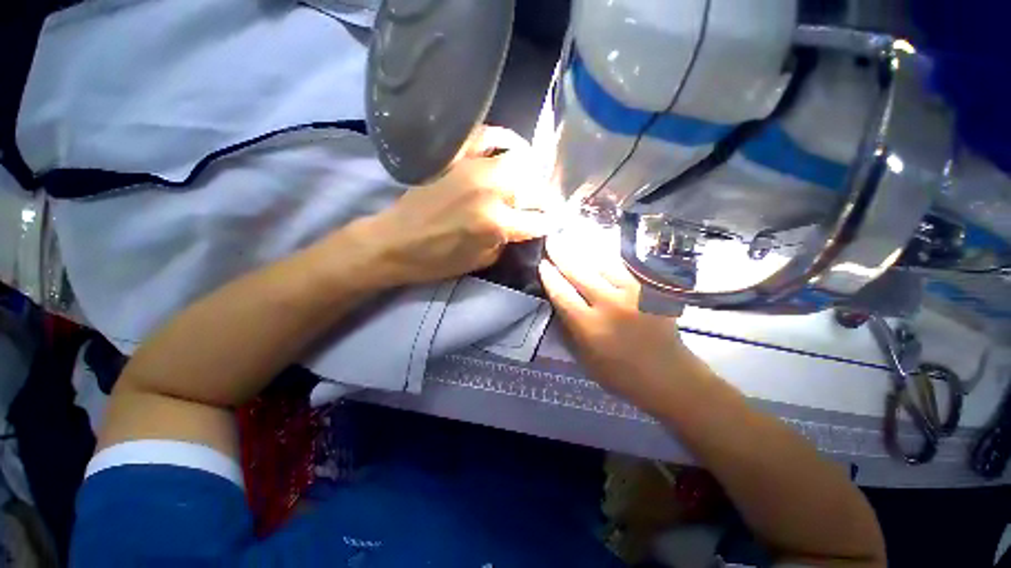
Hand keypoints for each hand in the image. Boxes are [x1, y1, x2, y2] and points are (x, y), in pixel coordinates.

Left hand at [363, 127, 554, 285]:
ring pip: (518, 160)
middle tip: (539, 206)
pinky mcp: (456, 157)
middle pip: (534, 187)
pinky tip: (508, 148)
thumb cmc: (438, 260)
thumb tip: (524, 226)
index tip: (553, 223)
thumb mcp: (482, 261)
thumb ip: (508, 241)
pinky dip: (502, 139)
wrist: (395, 243)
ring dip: (529, 173)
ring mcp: (473, 168)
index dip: (550, 223)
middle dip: (542, 199)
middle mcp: (491, 190)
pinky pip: (486, 136)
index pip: (539, 219)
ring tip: (528, 182)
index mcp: (496, 223)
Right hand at [538, 229, 711, 410]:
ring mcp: (634, 294)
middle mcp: (610, 306)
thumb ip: (569, 327)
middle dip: (562, 254)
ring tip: (573, 237)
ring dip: (584, 249)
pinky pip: (625, 265)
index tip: (542, 263)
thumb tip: (557, 299)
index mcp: (590, 327)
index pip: (562, 294)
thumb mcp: (584, 357)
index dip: (549, 276)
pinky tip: (599, 248)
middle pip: (579, 272)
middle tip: (552, 239)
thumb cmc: (619, 372)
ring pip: (603, 263)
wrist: (667, 375)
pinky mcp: (651, 289)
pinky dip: (609, 255)